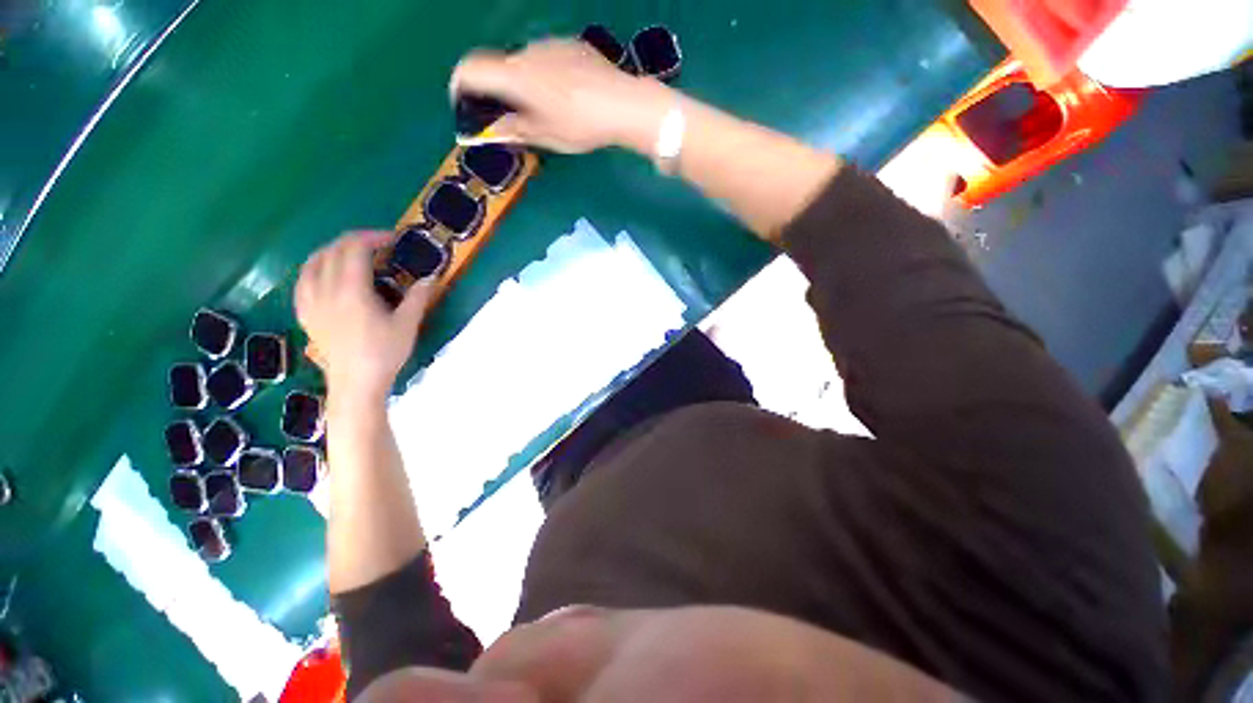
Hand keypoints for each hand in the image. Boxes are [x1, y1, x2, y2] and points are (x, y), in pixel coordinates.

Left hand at [295, 231, 433, 403]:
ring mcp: (310, 301)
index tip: (393, 239)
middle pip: (333, 249)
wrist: (355, 383)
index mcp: (351, 291)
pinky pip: (303, 278)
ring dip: (335, 250)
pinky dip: (317, 267)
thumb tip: (431, 277)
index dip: (373, 237)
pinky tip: (328, 274)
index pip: (354, 248)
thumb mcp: (407, 325)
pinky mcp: (305, 312)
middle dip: (356, 241)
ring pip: (313, 261)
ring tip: (354, 256)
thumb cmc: (384, 354)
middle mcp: (325, 290)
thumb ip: (418, 297)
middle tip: (379, 246)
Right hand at [450, 39, 673, 153]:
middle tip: (507, 116)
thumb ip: (512, 130)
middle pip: (497, 66)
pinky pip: (545, 58)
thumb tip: (488, 130)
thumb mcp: (545, 136)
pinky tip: (562, 95)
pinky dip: (542, 75)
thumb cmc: (580, 126)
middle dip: (495, 90)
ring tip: (542, 109)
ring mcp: (550, 44)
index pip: (470, 69)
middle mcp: (526, 52)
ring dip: (521, 83)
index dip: (459, 86)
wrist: (622, 104)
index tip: (463, 104)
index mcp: (514, 75)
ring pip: (523, 62)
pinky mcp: (570, 44)